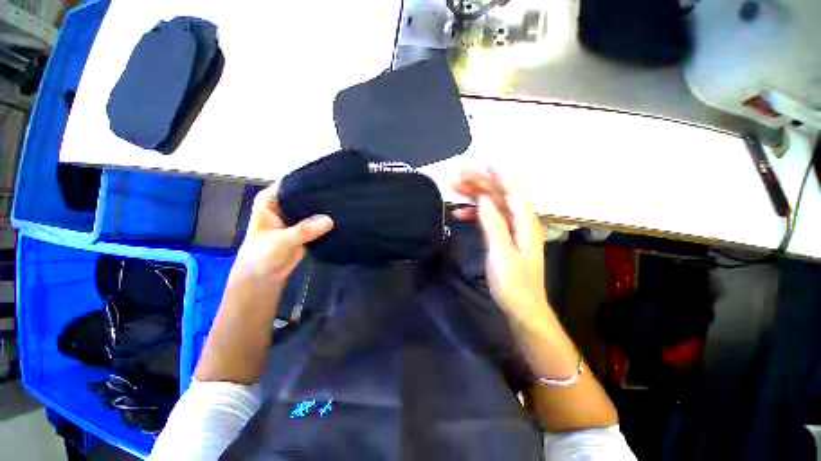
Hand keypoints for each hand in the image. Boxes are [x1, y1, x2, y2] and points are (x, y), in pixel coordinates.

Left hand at [233, 184, 333, 281]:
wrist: (264, 277)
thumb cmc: (261, 256)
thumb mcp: (279, 242)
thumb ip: (303, 231)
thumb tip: (329, 220)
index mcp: (271, 199)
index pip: (292, 183)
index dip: (310, 182)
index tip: (331, 181)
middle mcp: (285, 203)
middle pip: (306, 194)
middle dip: (322, 196)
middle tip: (343, 194)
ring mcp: (297, 216)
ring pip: (315, 208)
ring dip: (327, 209)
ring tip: (346, 204)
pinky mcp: (307, 227)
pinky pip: (320, 221)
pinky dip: (329, 221)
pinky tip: (343, 217)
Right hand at [452, 166, 547, 316]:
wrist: (522, 307)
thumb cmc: (513, 283)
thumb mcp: (501, 254)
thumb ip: (494, 224)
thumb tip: (483, 199)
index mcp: (525, 223)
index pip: (512, 190)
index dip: (498, 172)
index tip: (481, 159)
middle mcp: (521, 221)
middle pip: (500, 194)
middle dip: (480, 182)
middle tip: (457, 176)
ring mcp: (512, 229)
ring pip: (493, 204)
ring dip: (475, 195)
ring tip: (455, 189)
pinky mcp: (504, 237)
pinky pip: (490, 217)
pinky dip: (476, 212)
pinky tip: (461, 212)